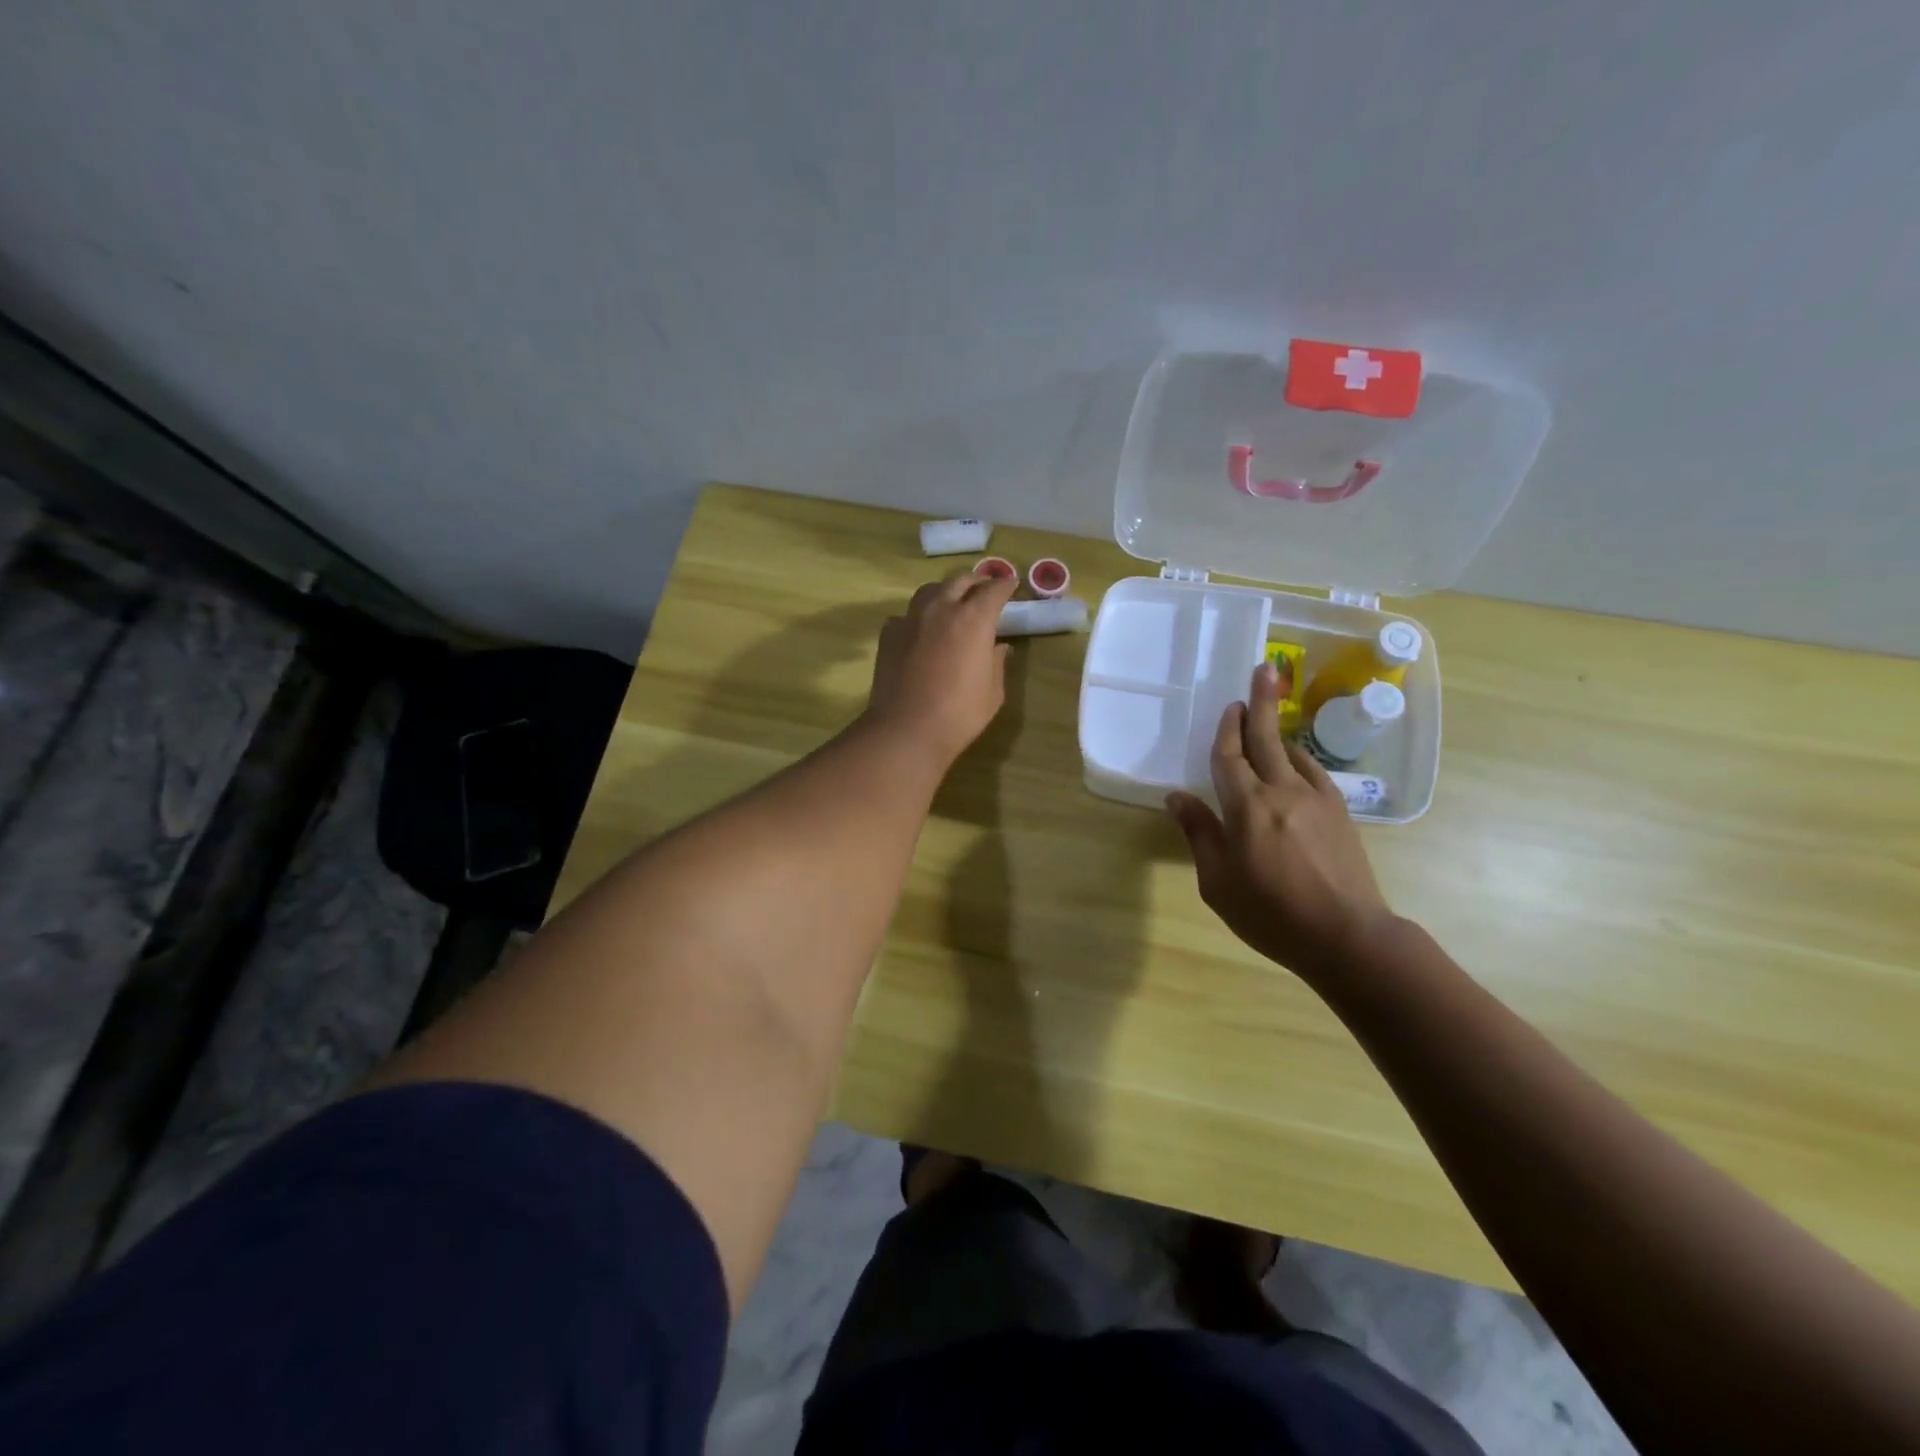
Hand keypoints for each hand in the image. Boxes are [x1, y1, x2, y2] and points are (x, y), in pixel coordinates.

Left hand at [863, 568, 1018, 766]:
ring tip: (952, 603)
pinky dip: (919, 616)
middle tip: (984, 589)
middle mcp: (942, 609)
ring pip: (930, 591)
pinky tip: (921, 630)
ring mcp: (911, 619)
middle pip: (960, 581)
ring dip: (945, 592)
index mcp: (974, 619)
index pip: (994, 590)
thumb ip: (997, 663)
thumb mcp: (993, 692)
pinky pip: (907, 615)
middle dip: (976, 582)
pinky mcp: (889, 634)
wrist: (906, 729)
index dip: (1005, 585)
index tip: (1011, 585)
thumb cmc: (959, 713)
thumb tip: (999, 647)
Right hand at [1166, 662, 1392, 982]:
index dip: (1226, 730)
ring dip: (1279, 730)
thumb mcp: (1218, 882)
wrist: (1346, 936)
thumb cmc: (1271, 914)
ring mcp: (1317, 799)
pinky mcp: (1340, 812)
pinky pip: (1314, 771)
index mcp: (1247, 807)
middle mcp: (1282, 791)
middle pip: (1267, 739)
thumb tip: (1177, 797)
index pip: (1230, 757)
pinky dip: (1299, 757)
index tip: (1228, 707)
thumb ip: (1199, 834)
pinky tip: (1294, 761)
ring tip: (1270, 717)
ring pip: (1294, 752)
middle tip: (1262, 671)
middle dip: (1261, 703)